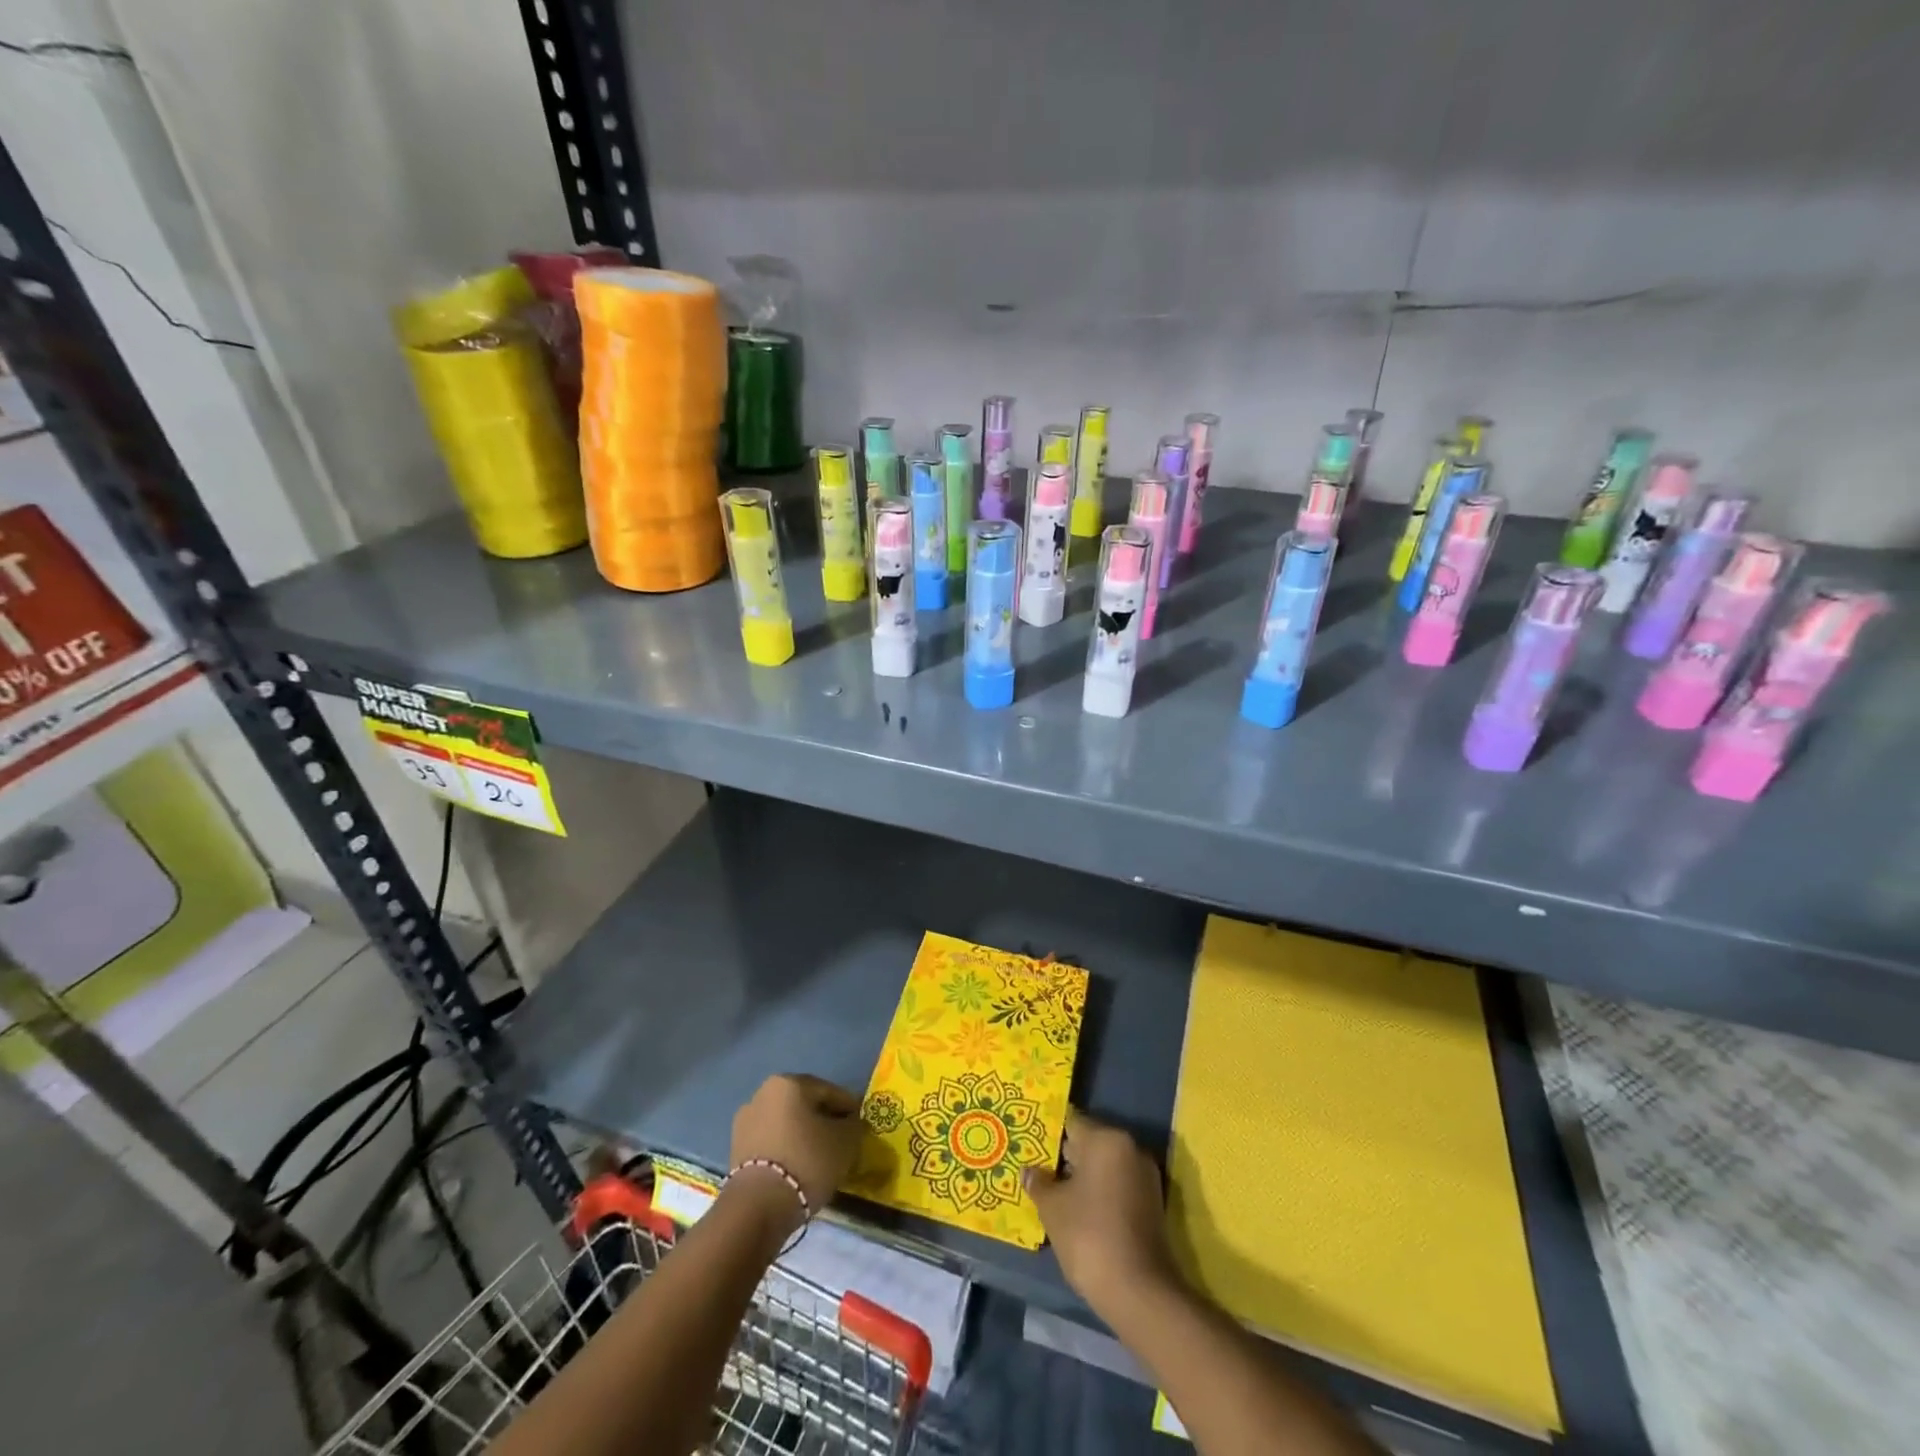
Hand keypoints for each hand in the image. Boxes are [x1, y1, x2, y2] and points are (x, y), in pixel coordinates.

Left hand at [729, 1074, 863, 1226]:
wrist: (757, 1207)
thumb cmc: (807, 1162)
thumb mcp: (845, 1142)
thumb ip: (853, 1125)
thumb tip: (850, 1122)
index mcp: (790, 1082)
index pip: (830, 1091)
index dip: (849, 1109)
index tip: (860, 1127)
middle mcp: (764, 1092)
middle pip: (805, 1105)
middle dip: (823, 1120)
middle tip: (841, 1142)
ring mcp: (745, 1120)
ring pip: (786, 1123)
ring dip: (803, 1135)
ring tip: (819, 1159)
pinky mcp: (736, 1148)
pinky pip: (771, 1142)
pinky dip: (786, 1149)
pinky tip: (798, 1168)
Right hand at [1024, 1110, 1176, 1313]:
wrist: (1139, 1291)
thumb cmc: (1089, 1236)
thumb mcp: (1052, 1208)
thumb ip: (1039, 1183)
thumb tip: (1029, 1171)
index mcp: (1107, 1139)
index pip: (1072, 1123)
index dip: (1049, 1135)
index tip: (1031, 1146)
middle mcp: (1130, 1149)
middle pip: (1090, 1143)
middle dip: (1065, 1158)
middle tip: (1039, 1171)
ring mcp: (1145, 1177)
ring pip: (1104, 1167)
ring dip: (1083, 1178)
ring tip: (1055, 1194)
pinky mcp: (1152, 1204)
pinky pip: (1118, 1186)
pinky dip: (1100, 1194)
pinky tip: (1079, 1212)